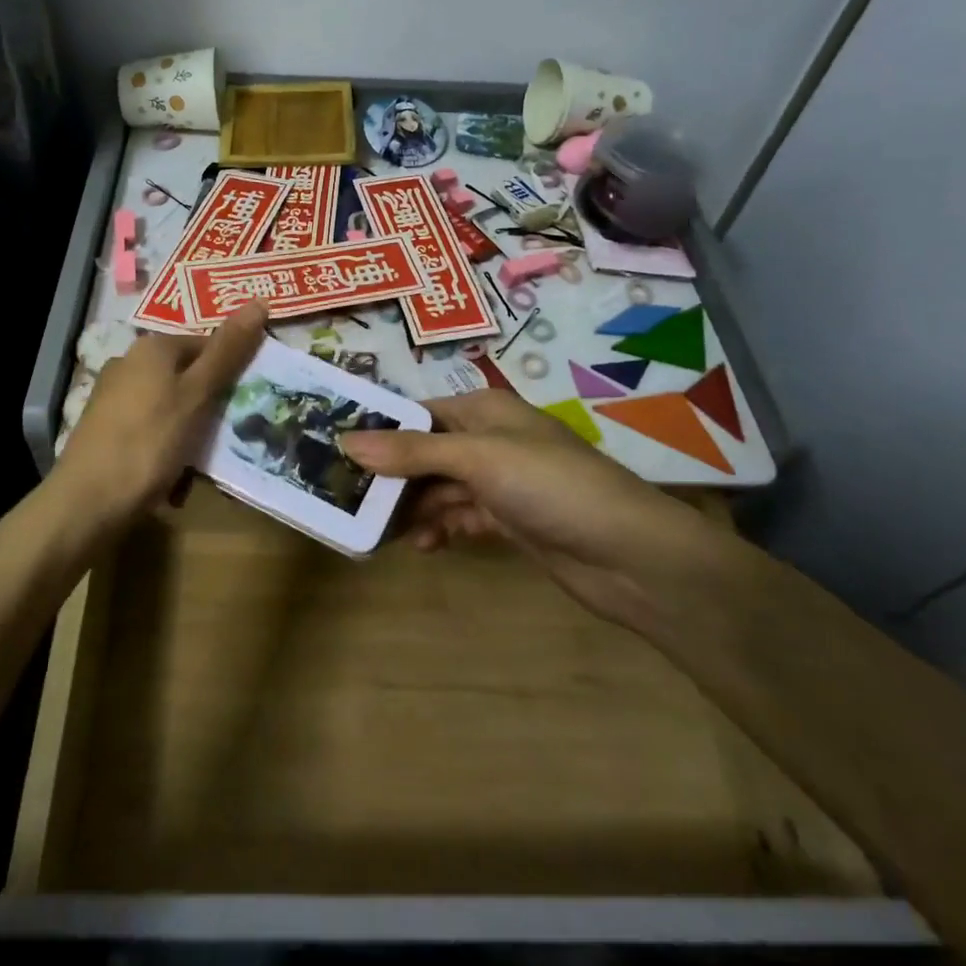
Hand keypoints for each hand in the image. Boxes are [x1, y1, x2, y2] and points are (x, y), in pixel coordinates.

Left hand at [51, 299, 268, 533]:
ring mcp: (114, 396)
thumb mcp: (197, 395)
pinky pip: (151, 429)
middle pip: (188, 376)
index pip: (207, 344)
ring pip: (171, 406)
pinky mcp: (106, 428)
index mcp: (153, 347)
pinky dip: (166, 447)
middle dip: (211, 406)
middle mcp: (129, 363)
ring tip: (200, 462)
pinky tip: (171, 475)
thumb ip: (228, 351)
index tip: (249, 402)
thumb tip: (259, 301)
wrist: (87, 503)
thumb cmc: (149, 442)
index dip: (232, 371)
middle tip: (227, 436)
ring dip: (190, 432)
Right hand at [340, 387, 722, 626]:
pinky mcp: (510, 520)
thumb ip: (412, 452)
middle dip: (391, 476)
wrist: (629, 555)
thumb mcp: (478, 459)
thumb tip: (346, 439)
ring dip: (413, 508)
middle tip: (348, 500)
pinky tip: (424, 547)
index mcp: (484, 411)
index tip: (335, 450)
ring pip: (440, 489)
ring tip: (378, 531)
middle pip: (425, 453)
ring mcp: (501, 482)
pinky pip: (461, 518)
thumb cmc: (551, 486)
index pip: (418, 413)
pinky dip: (441, 529)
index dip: (379, 430)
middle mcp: (490, 441)